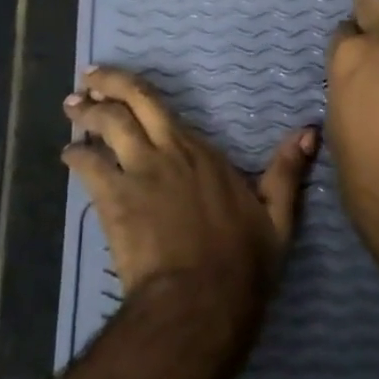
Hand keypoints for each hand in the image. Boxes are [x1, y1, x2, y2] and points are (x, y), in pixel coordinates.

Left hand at [62, 66, 316, 333]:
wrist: (199, 299)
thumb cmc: (242, 261)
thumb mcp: (278, 216)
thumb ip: (287, 171)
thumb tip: (309, 131)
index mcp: (201, 153)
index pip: (159, 106)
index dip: (131, 88)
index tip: (114, 80)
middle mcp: (165, 153)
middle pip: (128, 106)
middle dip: (104, 86)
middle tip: (86, 79)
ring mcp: (136, 175)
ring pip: (104, 130)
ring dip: (85, 115)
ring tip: (73, 108)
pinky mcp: (114, 203)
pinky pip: (88, 168)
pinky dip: (76, 156)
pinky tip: (69, 154)